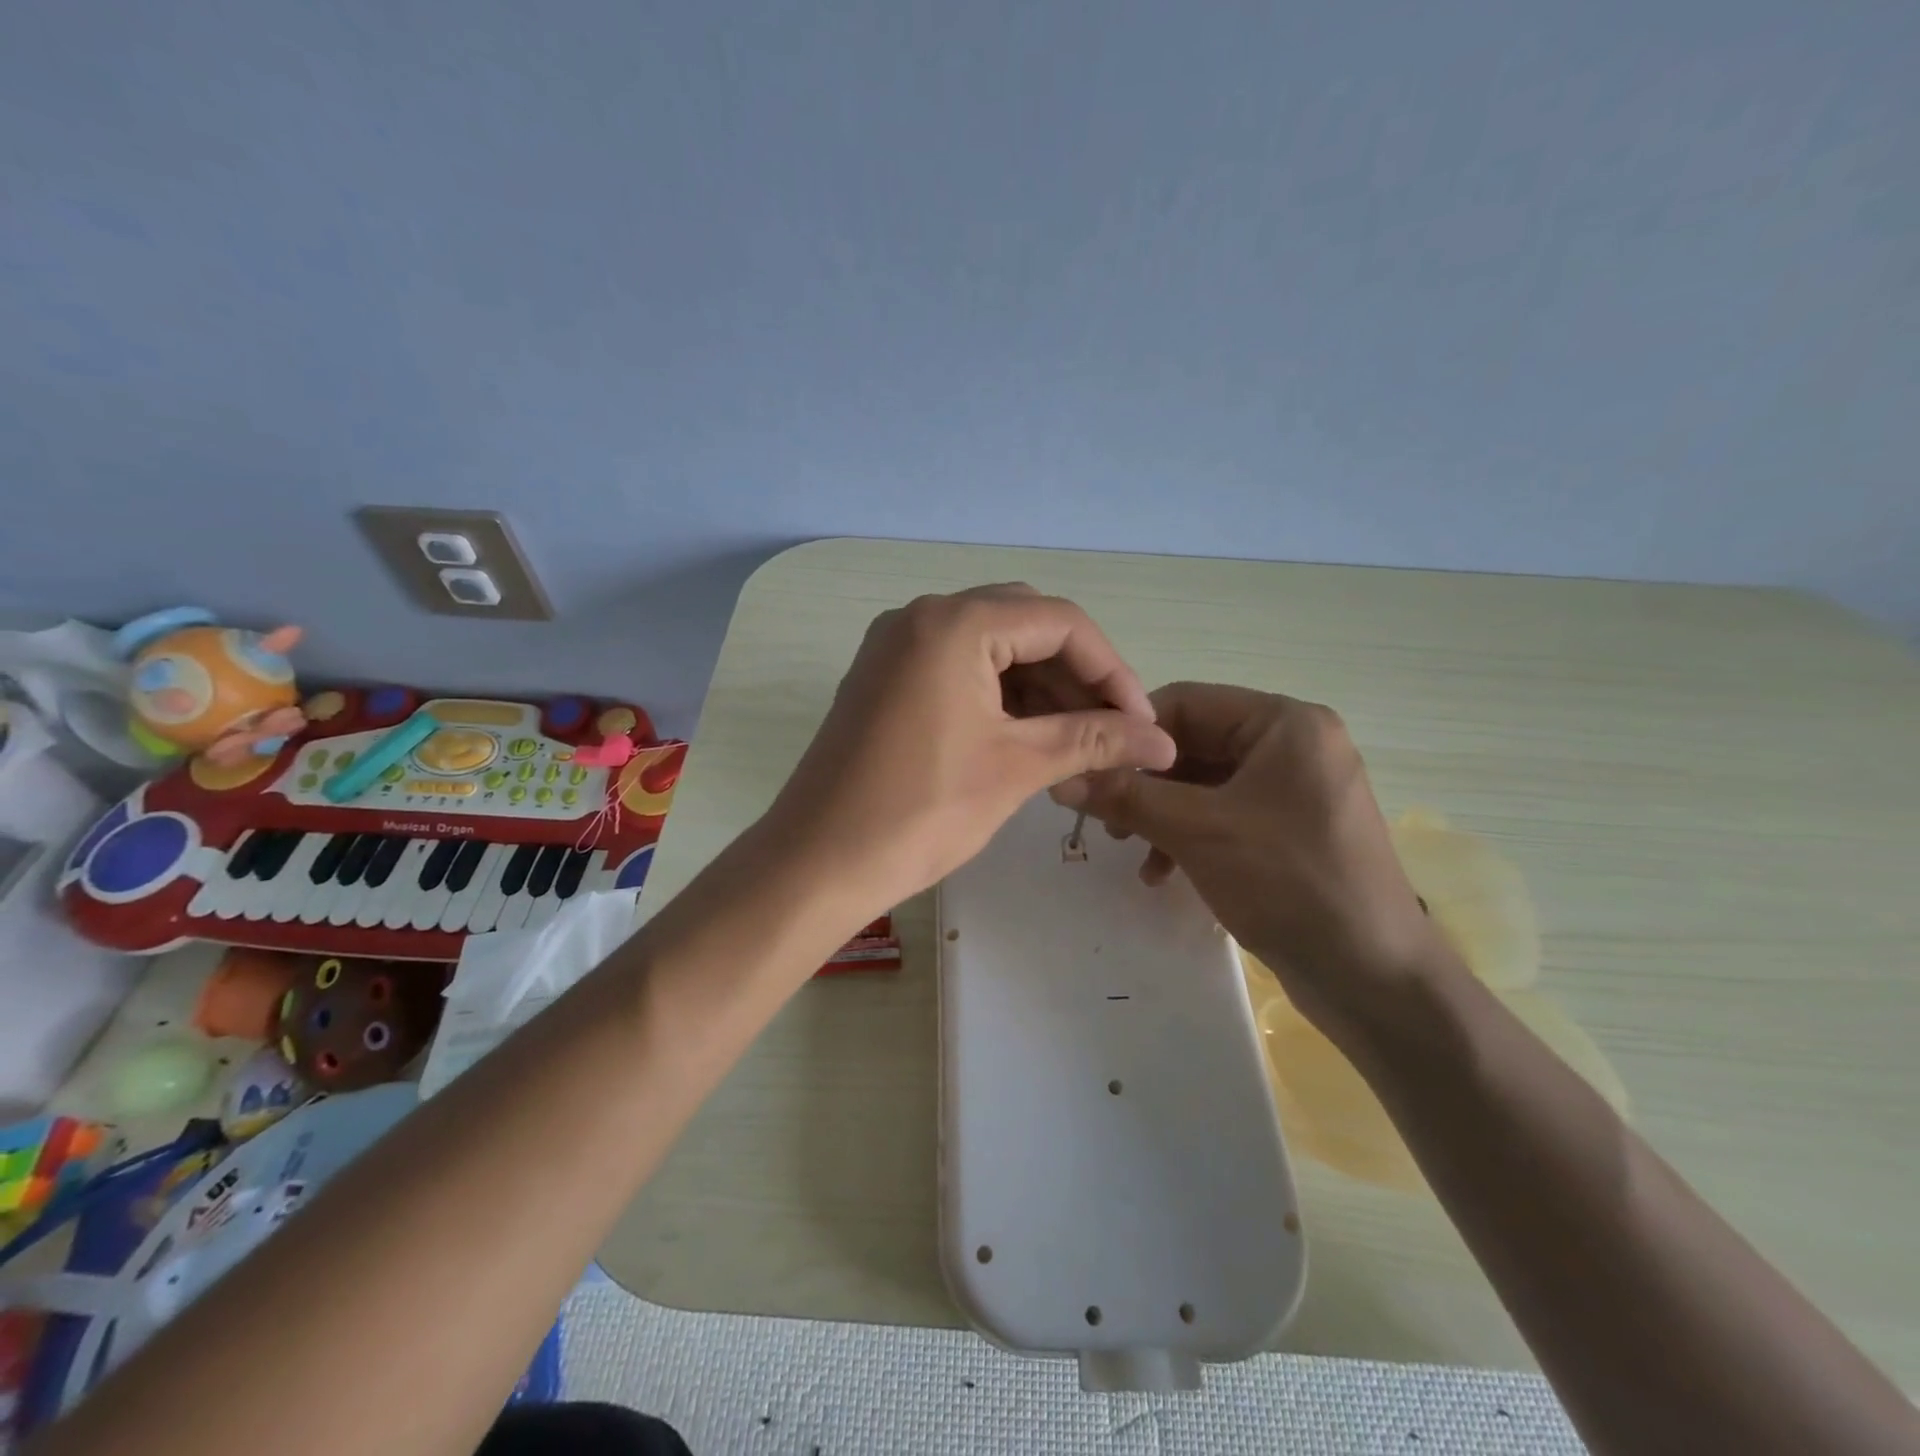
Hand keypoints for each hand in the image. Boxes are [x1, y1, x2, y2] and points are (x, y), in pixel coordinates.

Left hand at [764, 585, 1176, 921]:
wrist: (817, 863)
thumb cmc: (921, 812)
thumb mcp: (1017, 768)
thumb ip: (1094, 740)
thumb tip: (1163, 742)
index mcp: (956, 623)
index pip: (1061, 622)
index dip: (1113, 671)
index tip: (1141, 724)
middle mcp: (922, 616)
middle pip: (1026, 625)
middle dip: (1077, 676)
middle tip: (1112, 731)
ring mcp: (896, 645)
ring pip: (992, 648)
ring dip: (1040, 688)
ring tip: (1077, 743)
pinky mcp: (884, 677)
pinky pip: (957, 668)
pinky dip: (999, 696)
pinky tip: (1028, 738)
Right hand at [1050, 683, 1446, 1037]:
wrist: (1373, 977)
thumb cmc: (1289, 883)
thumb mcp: (1197, 832)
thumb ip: (1126, 798)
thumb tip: (1061, 776)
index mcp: (1285, 723)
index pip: (1186, 702)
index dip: (1131, 734)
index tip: (1089, 769)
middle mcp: (1293, 745)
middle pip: (1194, 744)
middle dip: (1145, 781)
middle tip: (1105, 817)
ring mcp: (1295, 789)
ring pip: (1205, 783)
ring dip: (1161, 812)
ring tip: (1128, 847)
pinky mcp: (1291, 829)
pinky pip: (1225, 814)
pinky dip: (1189, 834)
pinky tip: (1163, 872)